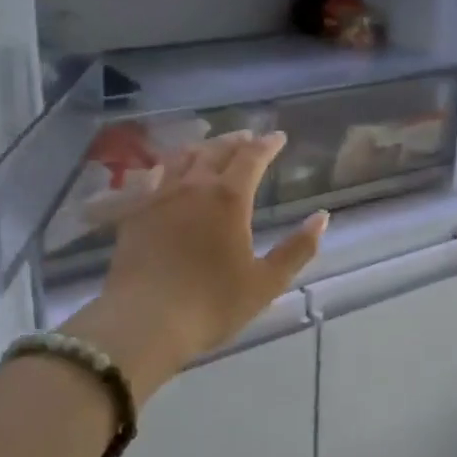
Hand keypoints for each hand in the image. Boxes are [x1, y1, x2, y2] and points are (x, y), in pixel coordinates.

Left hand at [67, 131, 327, 401]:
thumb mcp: (265, 283)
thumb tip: (322, 217)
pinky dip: (167, 166)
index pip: (252, 157)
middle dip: (236, 141)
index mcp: (229, 198)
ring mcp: (159, 196)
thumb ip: (297, 249)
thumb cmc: (211, 304)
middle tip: (248, 136)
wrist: (143, 320)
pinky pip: (152, 177)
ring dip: (202, 147)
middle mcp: (193, 186)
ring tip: (211, 147)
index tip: (278, 137)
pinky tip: (166, 170)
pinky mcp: (135, 212)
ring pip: (183, 158)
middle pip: (216, 151)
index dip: (267, 144)